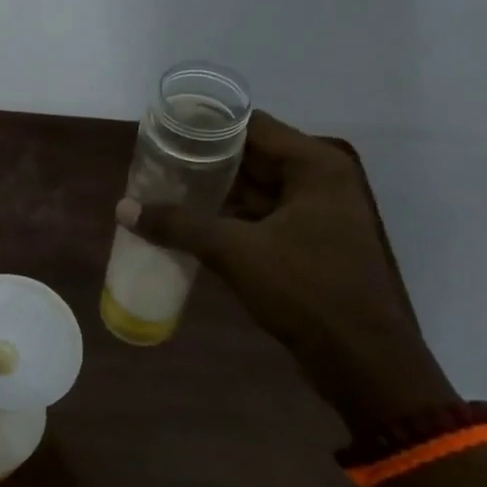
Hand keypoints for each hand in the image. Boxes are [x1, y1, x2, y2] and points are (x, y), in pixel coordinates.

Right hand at [117, 110, 453, 426]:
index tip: (165, 129)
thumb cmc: (306, 290)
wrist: (363, 360)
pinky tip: (191, 223)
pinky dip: (230, 217)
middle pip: (253, 156)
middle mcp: (320, 181)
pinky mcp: (311, 243)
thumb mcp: (235, 252)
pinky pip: (262, 217)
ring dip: (215, 191)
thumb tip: (124, 209)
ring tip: (165, 189)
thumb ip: (179, 225)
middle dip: (205, 161)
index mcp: (314, 166)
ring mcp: (318, 213)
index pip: (251, 126)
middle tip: (156, 160)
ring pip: (256, 189)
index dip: (207, 126)